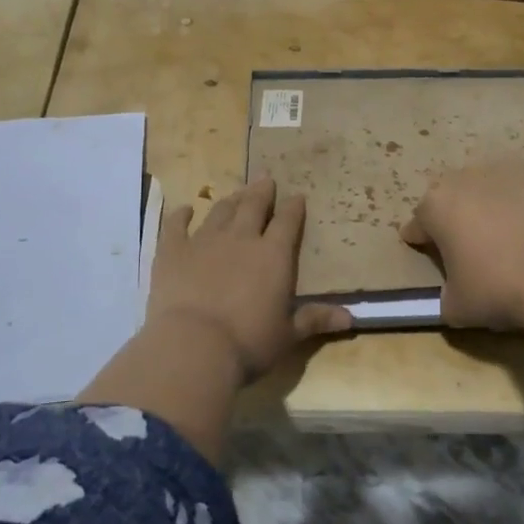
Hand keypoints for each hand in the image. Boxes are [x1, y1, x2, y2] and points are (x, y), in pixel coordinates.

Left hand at [147, 176, 352, 383]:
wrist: (193, 346)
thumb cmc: (249, 342)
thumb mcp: (288, 335)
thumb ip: (315, 320)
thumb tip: (351, 318)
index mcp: (274, 255)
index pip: (288, 222)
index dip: (293, 207)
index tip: (296, 196)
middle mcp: (241, 238)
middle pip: (253, 206)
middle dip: (262, 191)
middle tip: (265, 178)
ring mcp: (204, 241)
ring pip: (220, 212)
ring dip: (230, 201)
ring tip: (236, 193)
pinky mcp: (173, 252)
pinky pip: (176, 226)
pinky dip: (180, 215)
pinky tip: (185, 209)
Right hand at [401, 158, 523, 366]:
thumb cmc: (495, 288)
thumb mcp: (456, 306)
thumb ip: (447, 293)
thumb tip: (454, 292)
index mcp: (436, 205)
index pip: (418, 222)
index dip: (418, 238)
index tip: (419, 248)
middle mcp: (465, 179)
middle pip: (450, 198)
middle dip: (452, 216)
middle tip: (459, 242)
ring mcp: (505, 175)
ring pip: (485, 190)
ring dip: (484, 207)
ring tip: (495, 235)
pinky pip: (518, 196)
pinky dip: (516, 211)